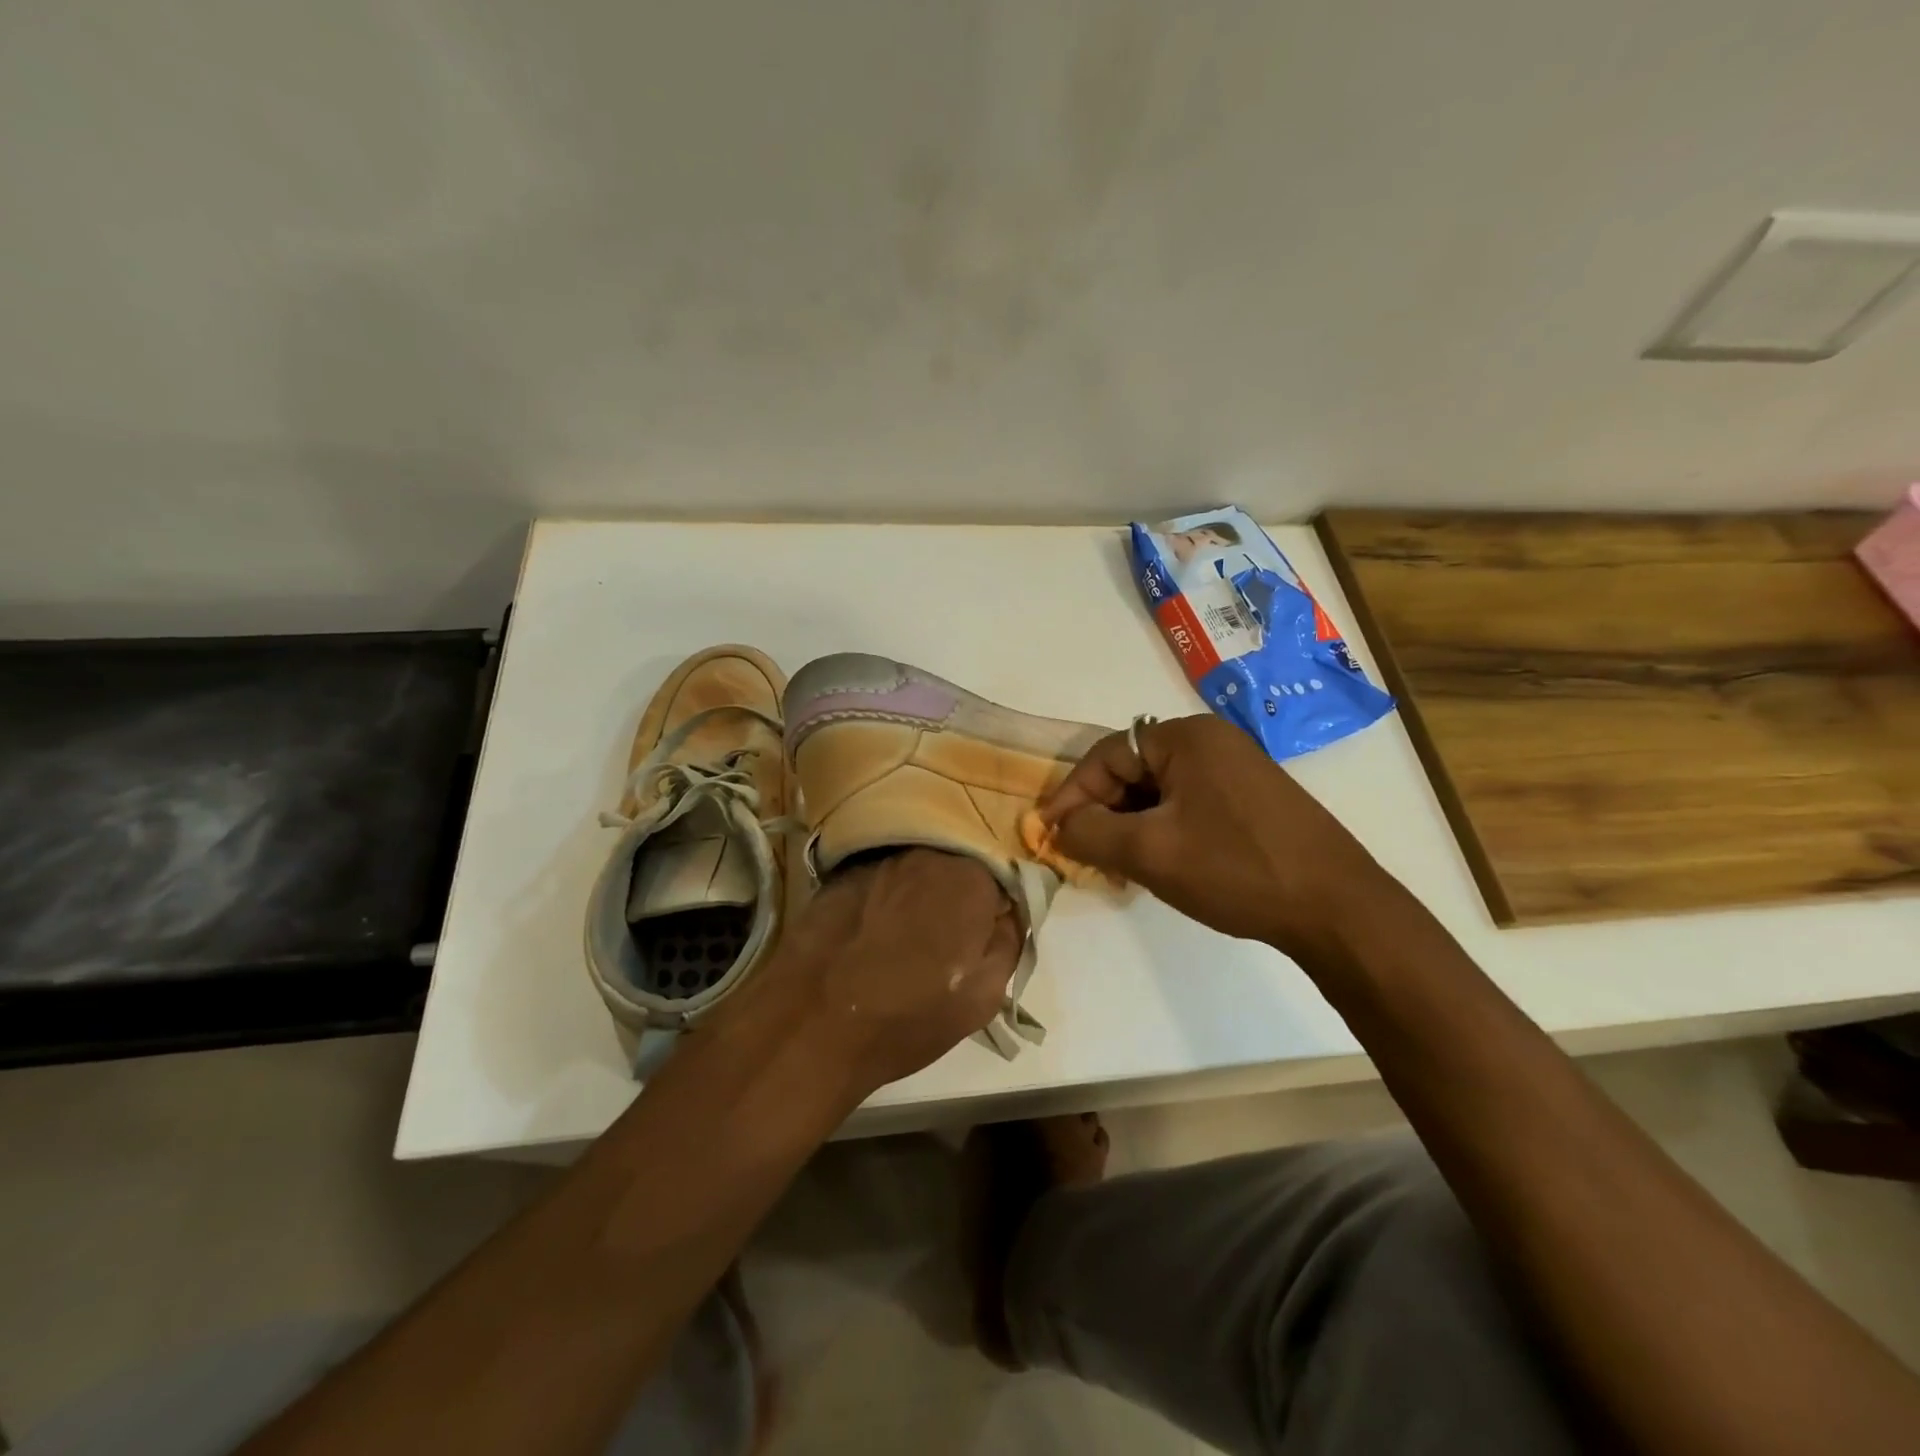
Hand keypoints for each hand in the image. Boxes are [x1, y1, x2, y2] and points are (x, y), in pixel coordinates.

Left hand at [728, 848, 1021, 1095]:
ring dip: (917, 895)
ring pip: (914, 870)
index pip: (1000, 877)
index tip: (983, 934)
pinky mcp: (839, 874)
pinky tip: (869, 932)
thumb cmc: (908, 1015)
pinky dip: (881, 897)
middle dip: (956, 894)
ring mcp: (877, 860)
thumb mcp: (985, 995)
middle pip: (954, 865)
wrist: (811, 1023)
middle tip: (946, 938)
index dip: (994, 906)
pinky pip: (877, 878)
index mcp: (969, 877)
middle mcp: (925, 853)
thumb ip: (1009, 941)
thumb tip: (1007, 913)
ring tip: (904, 937)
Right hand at [1039, 714, 1396, 961]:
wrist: (1337, 908)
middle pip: (1132, 771)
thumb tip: (1057, 827)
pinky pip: (1187, 806)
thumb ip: (1090, 832)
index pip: (1107, 755)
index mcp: (1187, 738)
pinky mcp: (1251, 800)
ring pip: (1159, 792)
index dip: (1072, 795)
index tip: (1048, 834)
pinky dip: (1162, 831)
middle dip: (1102, 814)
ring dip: (1130, 827)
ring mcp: (1236, 770)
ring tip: (1117, 868)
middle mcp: (1212, 742)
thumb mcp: (1149, 852)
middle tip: (1083, 856)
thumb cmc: (1236, 868)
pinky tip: (1157, 866)